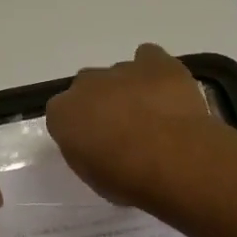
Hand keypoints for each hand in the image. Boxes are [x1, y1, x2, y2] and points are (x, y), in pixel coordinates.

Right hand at [46, 44, 217, 204]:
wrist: (175, 162)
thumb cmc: (128, 179)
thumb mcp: (92, 175)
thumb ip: (85, 150)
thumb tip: (95, 142)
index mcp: (63, 113)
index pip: (62, 114)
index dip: (80, 128)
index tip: (95, 144)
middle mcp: (86, 84)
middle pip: (88, 88)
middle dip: (102, 103)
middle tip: (124, 129)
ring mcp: (121, 69)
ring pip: (119, 74)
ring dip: (130, 90)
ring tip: (154, 116)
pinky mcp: (156, 62)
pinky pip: (149, 57)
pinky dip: (154, 71)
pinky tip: (166, 91)